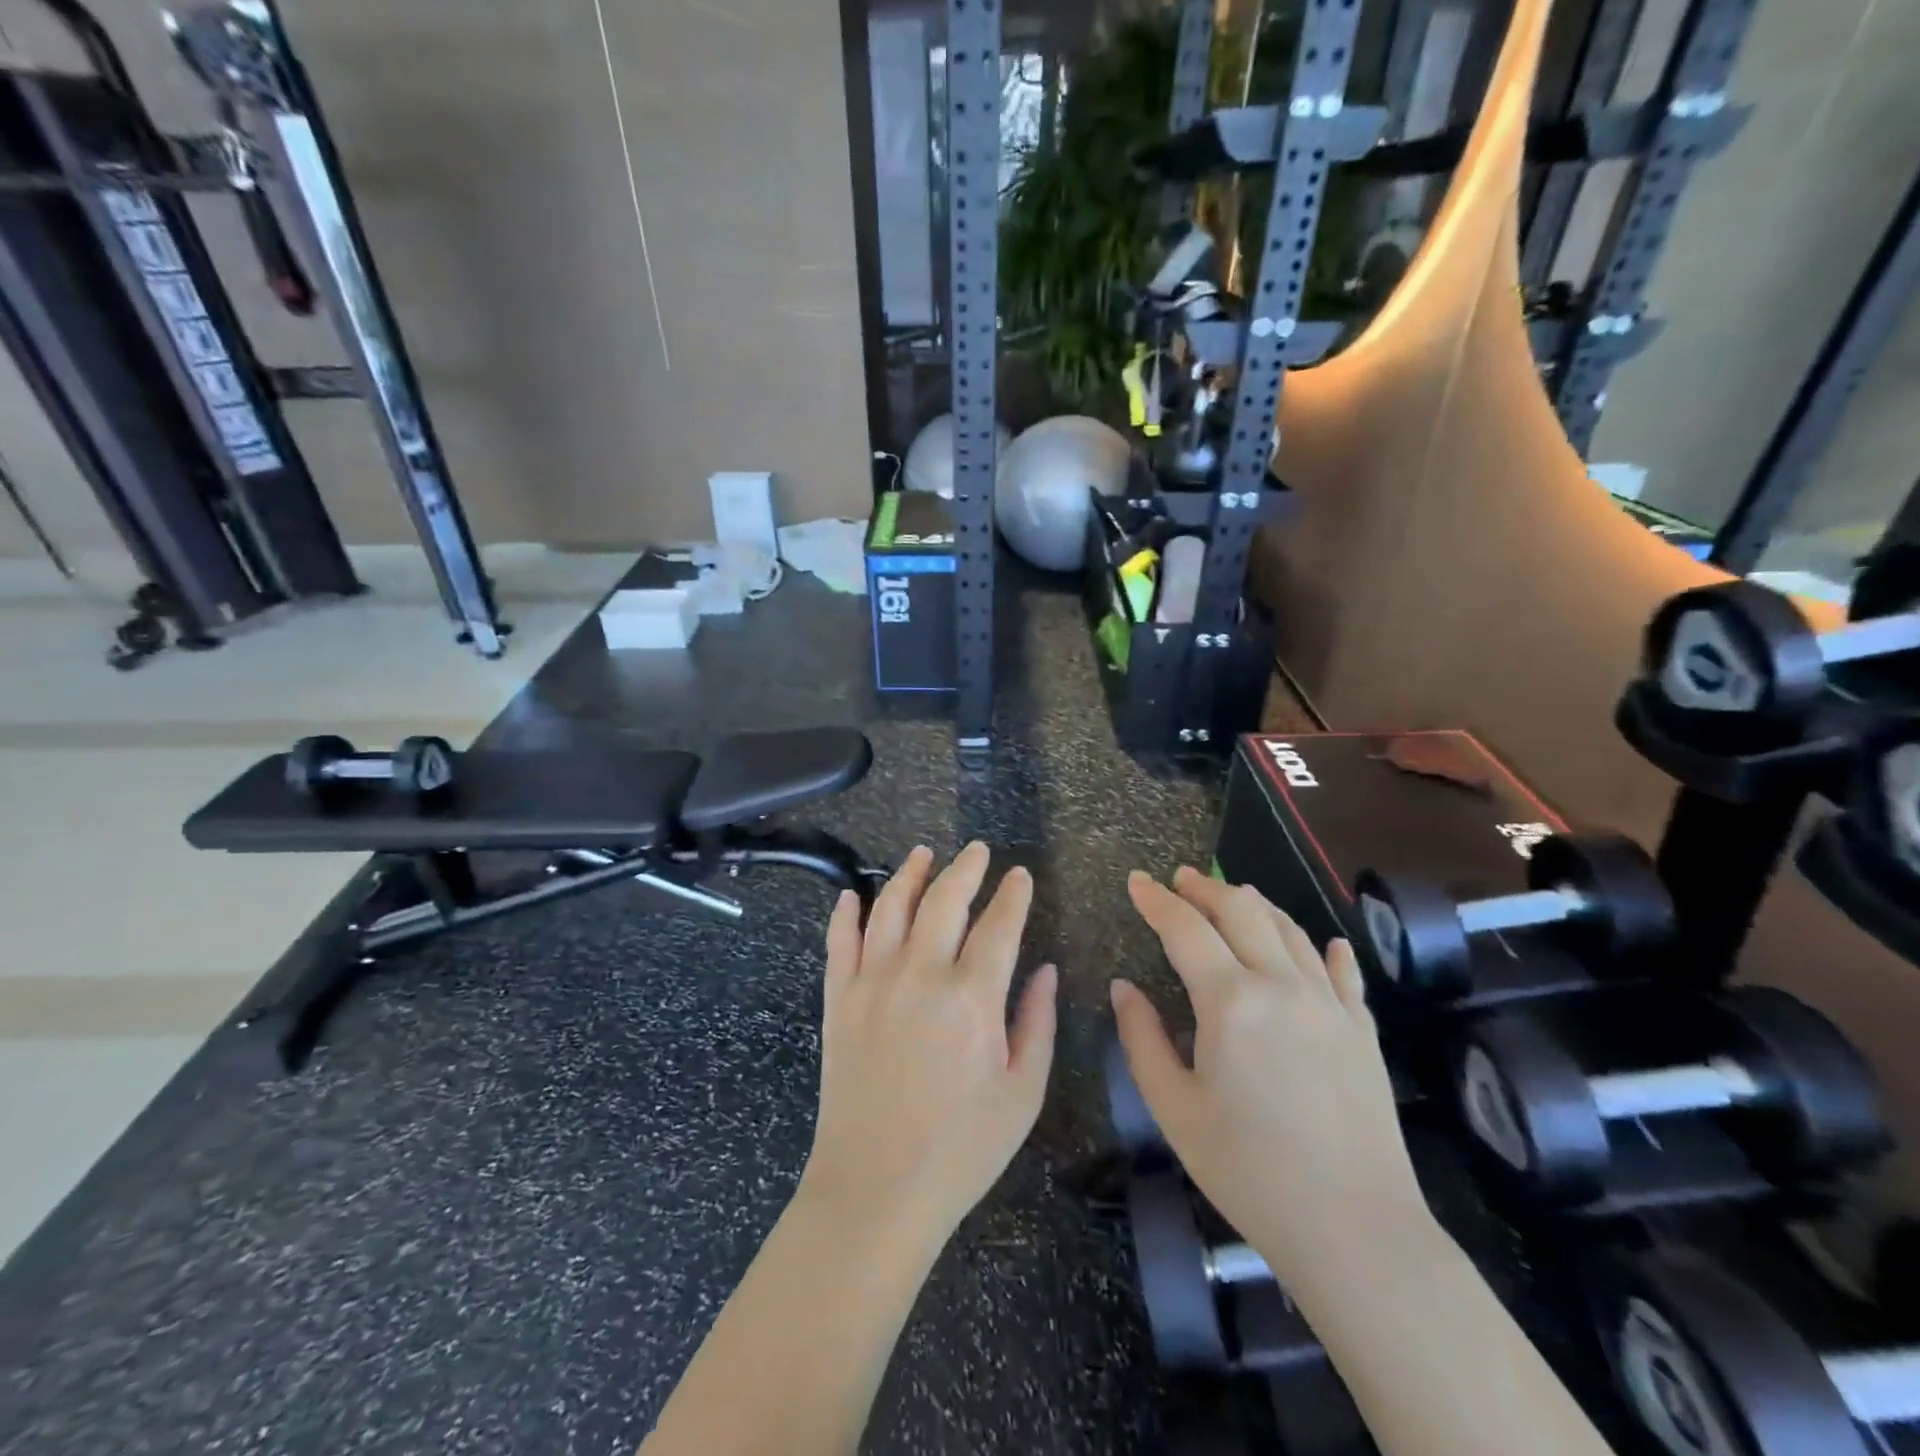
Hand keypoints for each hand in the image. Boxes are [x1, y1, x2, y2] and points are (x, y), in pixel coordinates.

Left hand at [799, 843, 1057, 1253]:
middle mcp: (920, 974)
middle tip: (978, 850)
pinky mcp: (839, 1000)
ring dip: (909, 874)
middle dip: (966, 868)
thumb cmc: (961, 1149)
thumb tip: (1046, 970)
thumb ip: (1037, 1022)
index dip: (1013, 895)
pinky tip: (851, 895)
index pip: (999, 925)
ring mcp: (872, 982)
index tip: (1020, 875)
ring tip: (923, 853)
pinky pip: (839, 943)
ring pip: (890, 907)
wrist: (876, 1191)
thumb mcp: (1022, 1093)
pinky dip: (845, 914)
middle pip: (944, 900)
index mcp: (972, 997)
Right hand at [1112, 868, 1426, 1290]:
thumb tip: (1123, 988)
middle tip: (1179, 879)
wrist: (1354, 1230)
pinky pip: (1344, 973)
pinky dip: (1326, 950)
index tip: (1136, 881)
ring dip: (1256, 905)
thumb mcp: (1173, 1109)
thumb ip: (1142, 1039)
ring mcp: (1330, 1004)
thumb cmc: (1248, 1171)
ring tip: (1233, 896)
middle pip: (1242, 910)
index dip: (1156, 900)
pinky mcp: (1363, 1031)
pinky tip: (1325, 944)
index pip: (1185, 928)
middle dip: (1205, 888)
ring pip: (1291, 930)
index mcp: (1230, 1001)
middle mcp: (1282, 985)